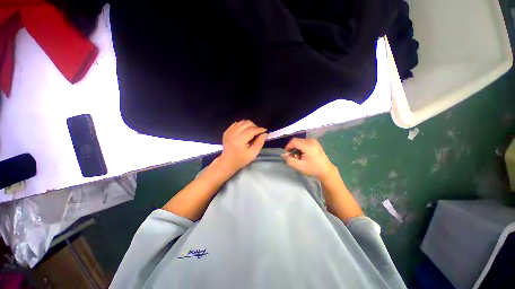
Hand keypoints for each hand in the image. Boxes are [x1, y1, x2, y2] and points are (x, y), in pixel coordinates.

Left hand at [217, 120, 267, 172]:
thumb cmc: (241, 159)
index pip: (251, 130)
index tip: (265, 130)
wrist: (227, 162)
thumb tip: (265, 134)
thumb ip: (259, 143)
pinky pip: (236, 123)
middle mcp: (233, 134)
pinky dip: (242, 125)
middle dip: (255, 126)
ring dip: (249, 125)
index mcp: (239, 140)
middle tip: (258, 133)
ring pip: (242, 122)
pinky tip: (244, 131)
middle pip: (246, 123)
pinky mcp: (227, 131)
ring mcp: (229, 131)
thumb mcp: (253, 154)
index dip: (259, 129)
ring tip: (252, 132)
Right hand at [282, 138, 335, 178]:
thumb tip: (284, 155)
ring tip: (298, 156)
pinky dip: (301, 147)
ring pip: (300, 141)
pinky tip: (302, 154)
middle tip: (292, 156)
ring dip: (296, 147)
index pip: (293, 141)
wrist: (326, 170)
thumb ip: (289, 160)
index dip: (288, 147)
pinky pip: (304, 142)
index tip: (287, 154)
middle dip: (292, 147)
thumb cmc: (312, 168)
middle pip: (296, 140)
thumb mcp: (299, 166)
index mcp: (308, 145)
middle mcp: (311, 140)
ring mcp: (314, 141)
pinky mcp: (315, 142)